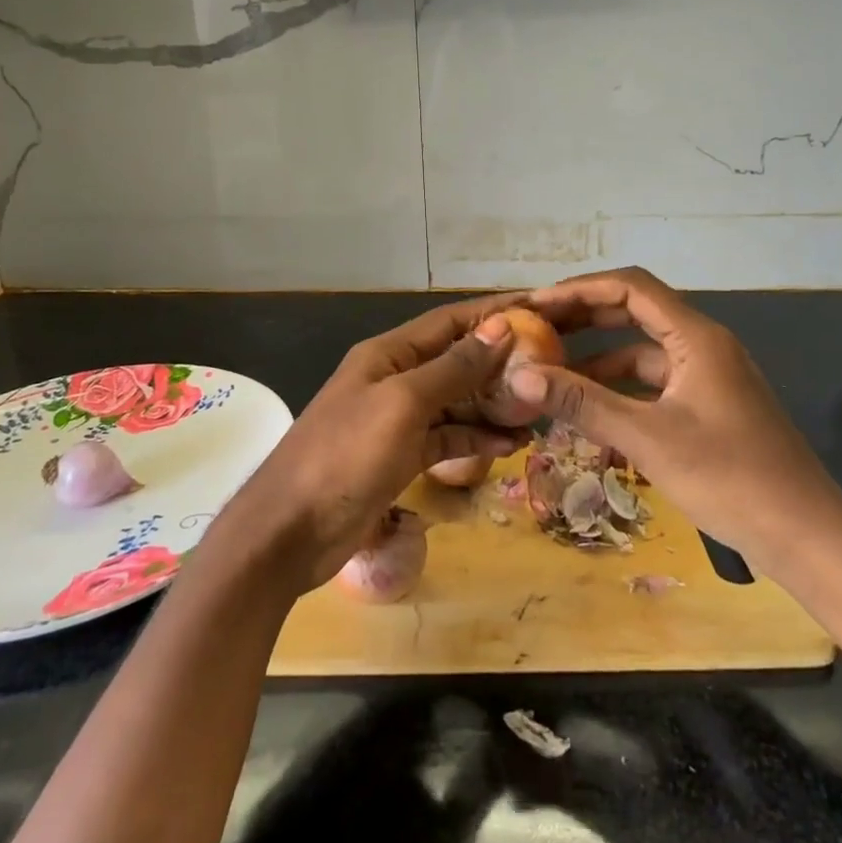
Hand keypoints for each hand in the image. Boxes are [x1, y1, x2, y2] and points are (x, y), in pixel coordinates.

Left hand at [212, 295, 526, 595]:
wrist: (291, 531)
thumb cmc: (346, 455)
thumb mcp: (403, 404)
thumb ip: (453, 368)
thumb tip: (499, 327)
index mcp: (388, 354)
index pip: (449, 322)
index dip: (492, 314)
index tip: (539, 310)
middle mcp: (394, 379)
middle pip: (455, 361)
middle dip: (500, 363)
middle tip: (551, 368)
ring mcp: (397, 420)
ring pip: (456, 402)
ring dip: (494, 405)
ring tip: (539, 412)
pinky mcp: (400, 457)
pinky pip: (447, 438)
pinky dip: (475, 439)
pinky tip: (510, 446)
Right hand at [513, 267, 841, 570]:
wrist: (806, 537)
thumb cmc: (730, 478)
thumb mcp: (648, 439)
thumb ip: (583, 403)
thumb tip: (519, 376)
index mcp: (696, 337)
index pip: (630, 288)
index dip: (579, 290)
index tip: (535, 305)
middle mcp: (702, 345)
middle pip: (633, 313)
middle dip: (583, 320)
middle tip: (535, 332)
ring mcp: (707, 377)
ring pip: (640, 353)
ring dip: (597, 361)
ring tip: (550, 375)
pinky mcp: (707, 407)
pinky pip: (653, 385)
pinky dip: (619, 392)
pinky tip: (587, 416)